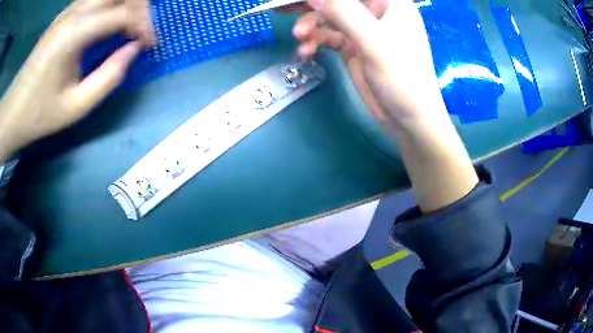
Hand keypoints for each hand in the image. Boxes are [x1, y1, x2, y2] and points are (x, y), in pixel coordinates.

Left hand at [0, 0, 154, 162]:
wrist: (13, 111)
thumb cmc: (38, 114)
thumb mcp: (75, 107)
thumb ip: (108, 78)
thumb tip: (133, 50)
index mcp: (72, 35)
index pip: (122, 12)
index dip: (144, 25)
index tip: (151, 45)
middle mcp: (72, 14)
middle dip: (140, 6)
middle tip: (142, 31)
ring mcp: (67, 12)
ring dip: (127, 3)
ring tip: (131, 25)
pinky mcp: (64, 15)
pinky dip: (112, 5)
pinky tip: (112, 22)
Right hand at [287, 0, 447, 127]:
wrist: (408, 118)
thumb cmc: (402, 77)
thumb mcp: (373, 40)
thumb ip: (343, 12)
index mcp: (389, 2)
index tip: (305, 0)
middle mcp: (375, 11)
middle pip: (337, 0)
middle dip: (311, 4)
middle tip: (283, 8)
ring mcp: (363, 29)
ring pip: (329, 16)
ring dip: (310, 25)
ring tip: (300, 38)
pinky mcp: (353, 46)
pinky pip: (328, 36)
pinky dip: (315, 41)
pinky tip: (306, 51)